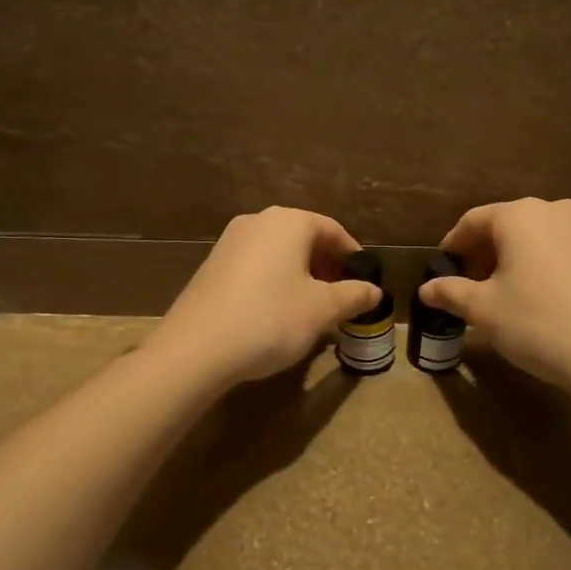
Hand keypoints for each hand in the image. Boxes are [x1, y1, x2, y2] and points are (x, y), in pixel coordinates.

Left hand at [150, 207, 381, 387]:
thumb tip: (374, 291)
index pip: (332, 229)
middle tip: (341, 295)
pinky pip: (255, 265)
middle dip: (326, 265)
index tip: (364, 280)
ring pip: (278, 252)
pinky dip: (274, 280)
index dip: (352, 255)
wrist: (196, 348)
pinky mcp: (212, 265)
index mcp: (288, 222)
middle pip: (303, 237)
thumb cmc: (270, 319)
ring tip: (311, 306)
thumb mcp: (321, 310)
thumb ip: (353, 295)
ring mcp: (230, 242)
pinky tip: (276, 311)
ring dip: (300, 274)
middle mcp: (258, 221)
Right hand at [419, 198, 570, 400]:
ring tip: (510, 295)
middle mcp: (558, 210)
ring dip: (520, 260)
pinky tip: (550, 301)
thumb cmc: (541, 324)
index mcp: (521, 216)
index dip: (453, 245)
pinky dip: (551, 268)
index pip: (474, 221)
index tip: (444, 269)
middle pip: (510, 226)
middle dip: (487, 253)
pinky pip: (570, 253)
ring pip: (542, 239)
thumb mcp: (485, 311)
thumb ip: (451, 293)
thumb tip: (426, 289)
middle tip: (472, 285)